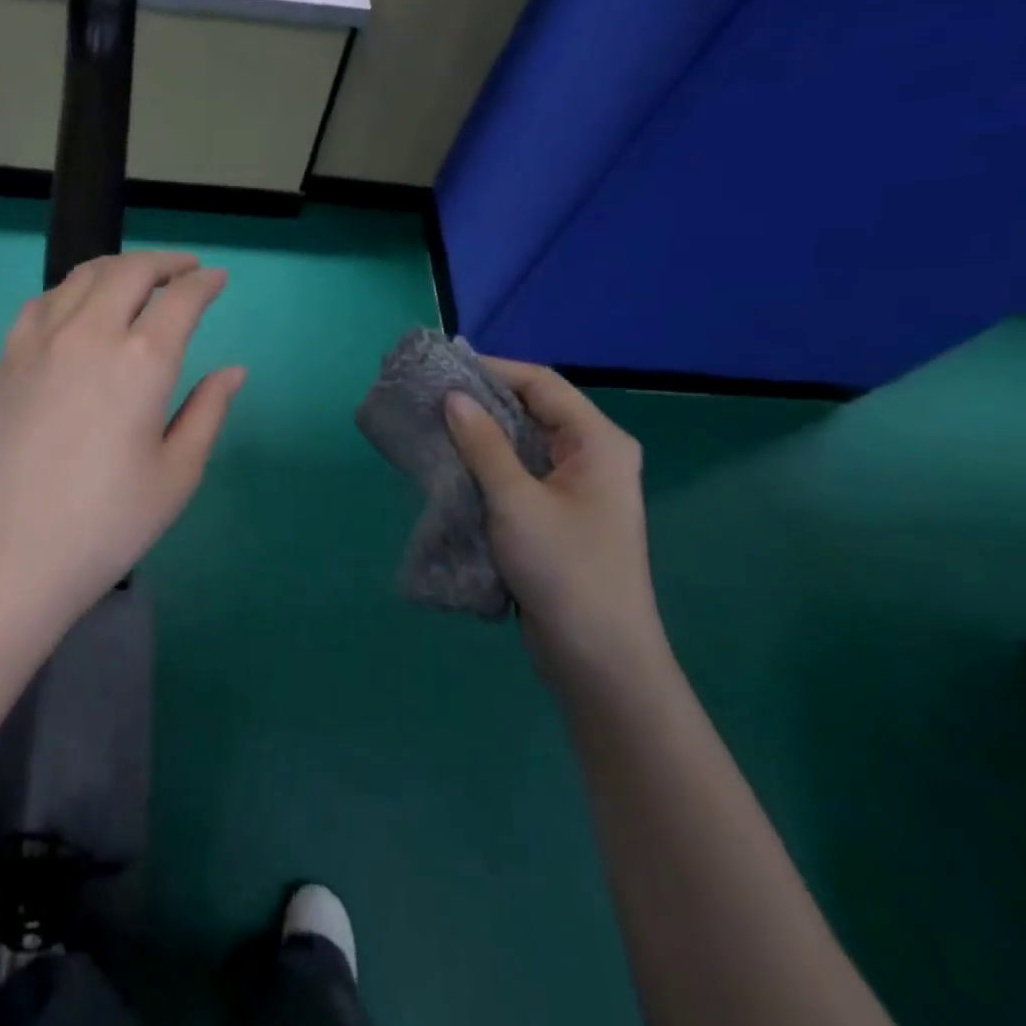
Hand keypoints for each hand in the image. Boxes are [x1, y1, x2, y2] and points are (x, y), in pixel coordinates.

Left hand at [0, 251, 245, 640]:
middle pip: (130, 272)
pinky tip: (79, 307)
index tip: (217, 279)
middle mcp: (90, 333)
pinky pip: (43, 301)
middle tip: (184, 270)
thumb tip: (233, 371)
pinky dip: (72, 289)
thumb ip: (208, 412)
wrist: (6, 558)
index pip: (180, 300)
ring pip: (82, 276)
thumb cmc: (105, 525)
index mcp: (142, 361)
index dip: (204, 283)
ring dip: (118, 268)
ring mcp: (40, 341)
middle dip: (164, 263)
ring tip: (137, 279)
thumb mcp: (177, 475)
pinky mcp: (6, 359)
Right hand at [443, 361, 668, 687]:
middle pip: (532, 412)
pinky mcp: (556, 517)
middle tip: (428, 398)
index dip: (492, 370)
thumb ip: (484, 445)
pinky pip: (517, 477)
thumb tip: (454, 397)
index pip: (541, 384)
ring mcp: (574, 489)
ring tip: (429, 428)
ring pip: (521, 447)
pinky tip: (449, 469)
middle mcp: (591, 457)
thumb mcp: (516, 501)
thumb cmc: (564, 569)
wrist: (597, 655)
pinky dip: (485, 469)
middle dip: (480, 404)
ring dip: (478, 438)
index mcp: (597, 442)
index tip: (442, 370)